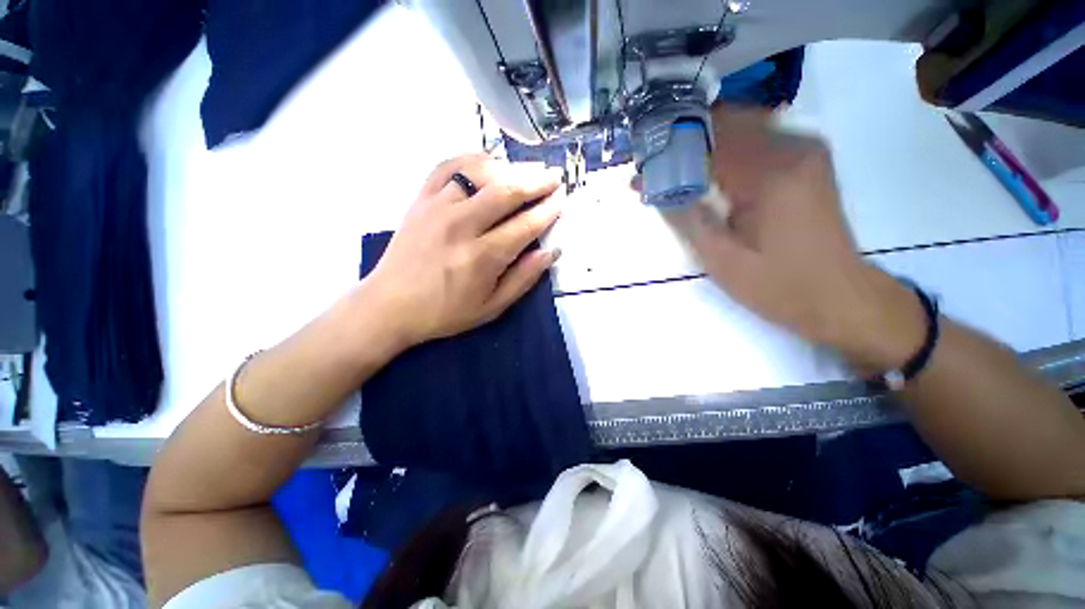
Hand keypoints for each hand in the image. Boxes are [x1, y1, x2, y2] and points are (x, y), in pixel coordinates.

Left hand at [364, 154, 563, 348]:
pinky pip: (447, 166)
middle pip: (506, 191)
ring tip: (528, 169)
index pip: (525, 225)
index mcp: (482, 257)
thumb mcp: (491, 307)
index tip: (562, 199)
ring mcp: (437, 207)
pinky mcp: (420, 199)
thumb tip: (551, 252)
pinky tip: (488, 161)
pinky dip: (471, 158)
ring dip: (509, 168)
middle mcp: (461, 225)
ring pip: (479, 173)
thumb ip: (523, 279)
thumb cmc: (445, 312)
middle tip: (554, 175)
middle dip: (536, 181)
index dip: (548, 211)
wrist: (390, 305)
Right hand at [663, 107, 924, 370]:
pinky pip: (757, 144)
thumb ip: (686, 219)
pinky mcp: (805, 163)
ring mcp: (804, 151)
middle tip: (654, 169)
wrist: (838, 297)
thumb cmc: (778, 285)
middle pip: (726, 125)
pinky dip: (726, 156)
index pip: (710, 140)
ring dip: (703, 149)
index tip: (642, 169)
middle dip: (685, 144)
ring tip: (672, 173)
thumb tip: (655, 188)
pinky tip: (705, 177)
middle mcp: (793, 148)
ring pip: (741, 130)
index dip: (671, 151)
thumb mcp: (721, 260)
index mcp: (772, 173)